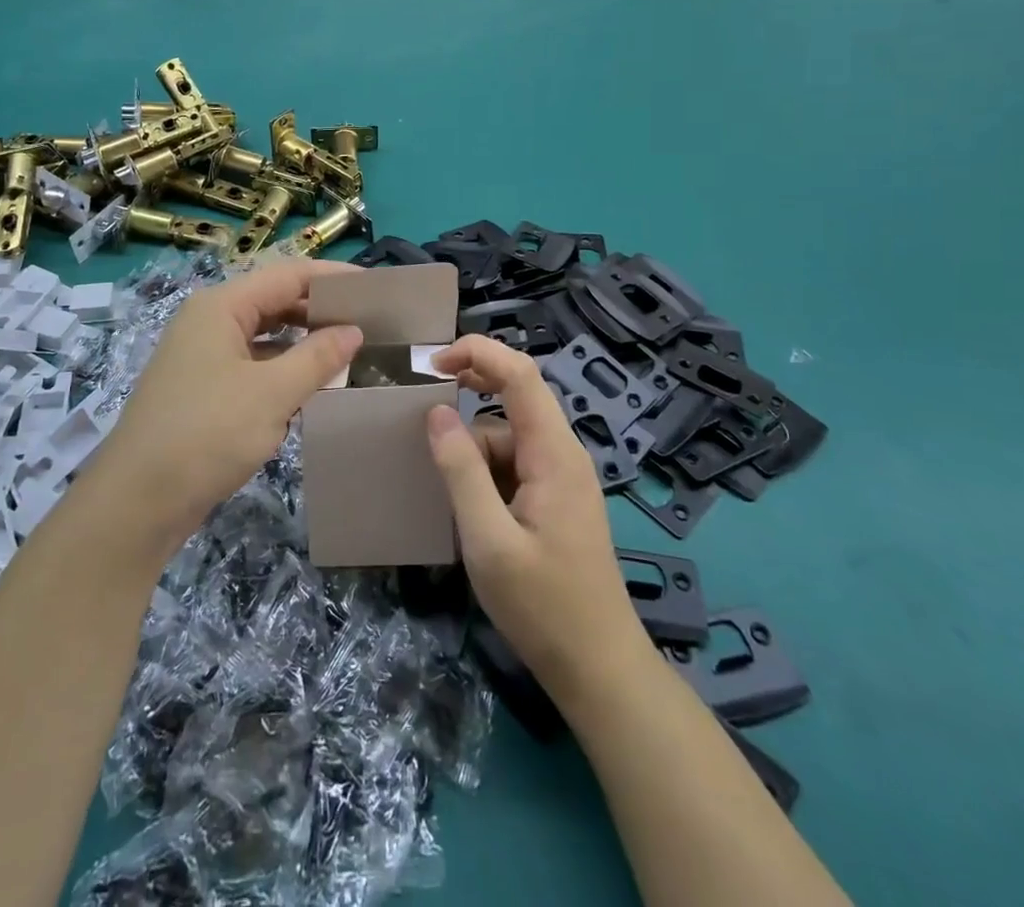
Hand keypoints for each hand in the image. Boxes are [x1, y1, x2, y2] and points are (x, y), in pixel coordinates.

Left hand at [86, 260, 361, 552]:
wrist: (138, 501)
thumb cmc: (207, 434)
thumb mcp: (272, 393)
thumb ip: (317, 357)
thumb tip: (354, 331)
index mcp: (222, 306)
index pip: (288, 275)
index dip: (332, 278)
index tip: (375, 289)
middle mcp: (210, 321)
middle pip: (274, 301)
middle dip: (319, 311)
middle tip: (369, 324)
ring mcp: (203, 355)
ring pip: (264, 336)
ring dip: (303, 344)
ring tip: (350, 354)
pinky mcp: (203, 388)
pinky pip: (253, 365)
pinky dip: (283, 371)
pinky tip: (312, 389)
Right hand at [425, 335, 642, 699]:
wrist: (599, 670)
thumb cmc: (543, 606)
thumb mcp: (488, 540)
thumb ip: (461, 471)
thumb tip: (437, 413)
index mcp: (554, 453)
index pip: (521, 374)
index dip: (478, 353)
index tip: (432, 364)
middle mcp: (562, 454)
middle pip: (514, 399)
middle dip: (470, 394)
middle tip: (425, 416)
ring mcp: (561, 478)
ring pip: (508, 437)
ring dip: (473, 450)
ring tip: (447, 494)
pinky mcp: (555, 501)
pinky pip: (513, 465)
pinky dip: (484, 473)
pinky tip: (467, 510)